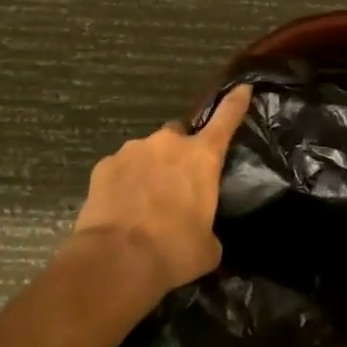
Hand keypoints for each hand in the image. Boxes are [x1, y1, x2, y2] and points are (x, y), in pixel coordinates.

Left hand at [71, 85, 253, 292]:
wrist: (116, 260)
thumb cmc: (173, 251)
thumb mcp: (207, 247)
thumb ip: (208, 229)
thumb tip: (202, 234)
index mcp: (202, 157)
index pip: (226, 119)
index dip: (236, 102)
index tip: (243, 87)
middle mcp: (168, 143)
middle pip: (178, 135)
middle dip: (179, 153)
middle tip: (176, 183)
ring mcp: (133, 150)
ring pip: (147, 152)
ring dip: (150, 169)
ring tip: (145, 202)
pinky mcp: (104, 165)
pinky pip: (121, 168)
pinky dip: (124, 182)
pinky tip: (121, 207)